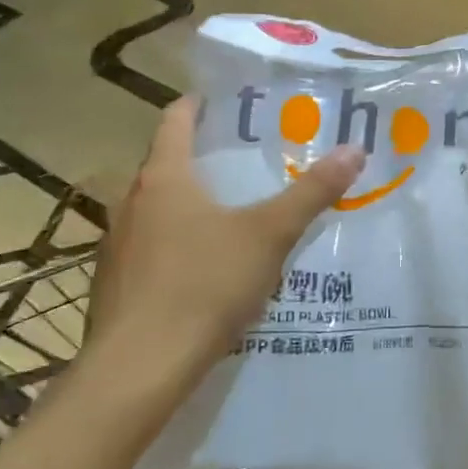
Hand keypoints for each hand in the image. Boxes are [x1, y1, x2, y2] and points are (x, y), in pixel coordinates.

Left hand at [83, 97, 364, 398]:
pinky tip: (202, 271)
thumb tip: (354, 150)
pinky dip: (173, 246)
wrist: (139, 368)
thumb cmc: (204, 285)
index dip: (197, 105)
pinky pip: (147, 250)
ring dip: (185, 205)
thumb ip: (311, 192)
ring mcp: (115, 246)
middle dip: (201, 158)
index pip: (175, 120)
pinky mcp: (112, 286)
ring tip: (228, 214)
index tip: (223, 100)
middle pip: (165, 165)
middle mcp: (131, 203)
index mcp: (164, 178)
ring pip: (154, 210)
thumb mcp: (269, 235)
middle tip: (243, 159)